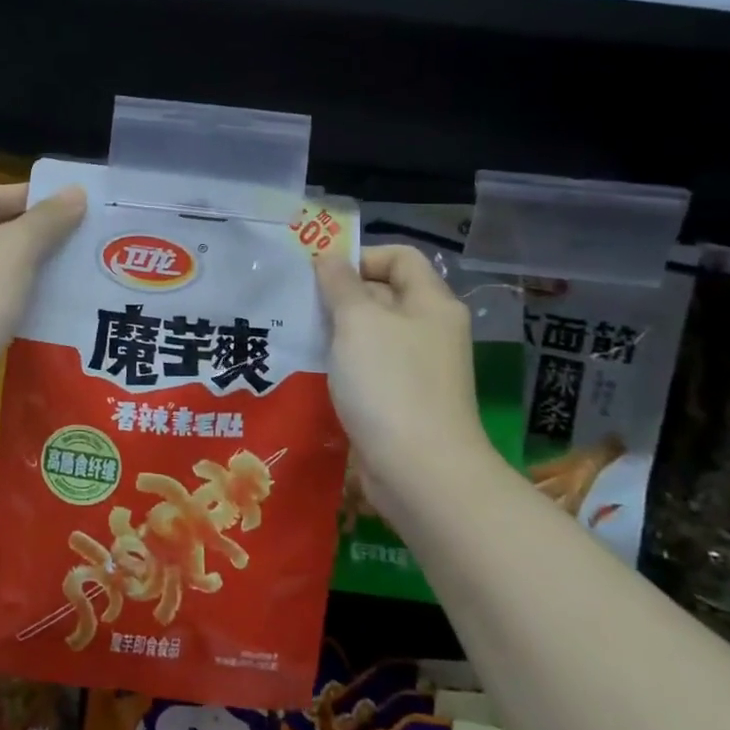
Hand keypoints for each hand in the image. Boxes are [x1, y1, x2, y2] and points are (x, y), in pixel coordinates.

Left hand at [0, 182, 85, 420]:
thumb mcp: (13, 250)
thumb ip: (47, 219)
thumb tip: (77, 192)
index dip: (27, 196)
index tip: (70, 199)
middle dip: (35, 232)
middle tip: (81, 229)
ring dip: (33, 266)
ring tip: (79, 259)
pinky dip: (24, 296)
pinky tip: (60, 296)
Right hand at [316, 245, 488, 484]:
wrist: (420, 472)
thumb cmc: (390, 383)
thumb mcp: (358, 321)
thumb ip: (340, 284)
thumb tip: (329, 258)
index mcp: (431, 303)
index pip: (399, 257)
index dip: (361, 256)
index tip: (321, 274)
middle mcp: (430, 330)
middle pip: (383, 294)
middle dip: (340, 295)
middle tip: (299, 306)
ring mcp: (419, 369)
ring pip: (372, 334)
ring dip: (337, 333)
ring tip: (299, 337)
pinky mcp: (403, 401)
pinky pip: (369, 369)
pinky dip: (343, 365)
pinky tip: (314, 372)